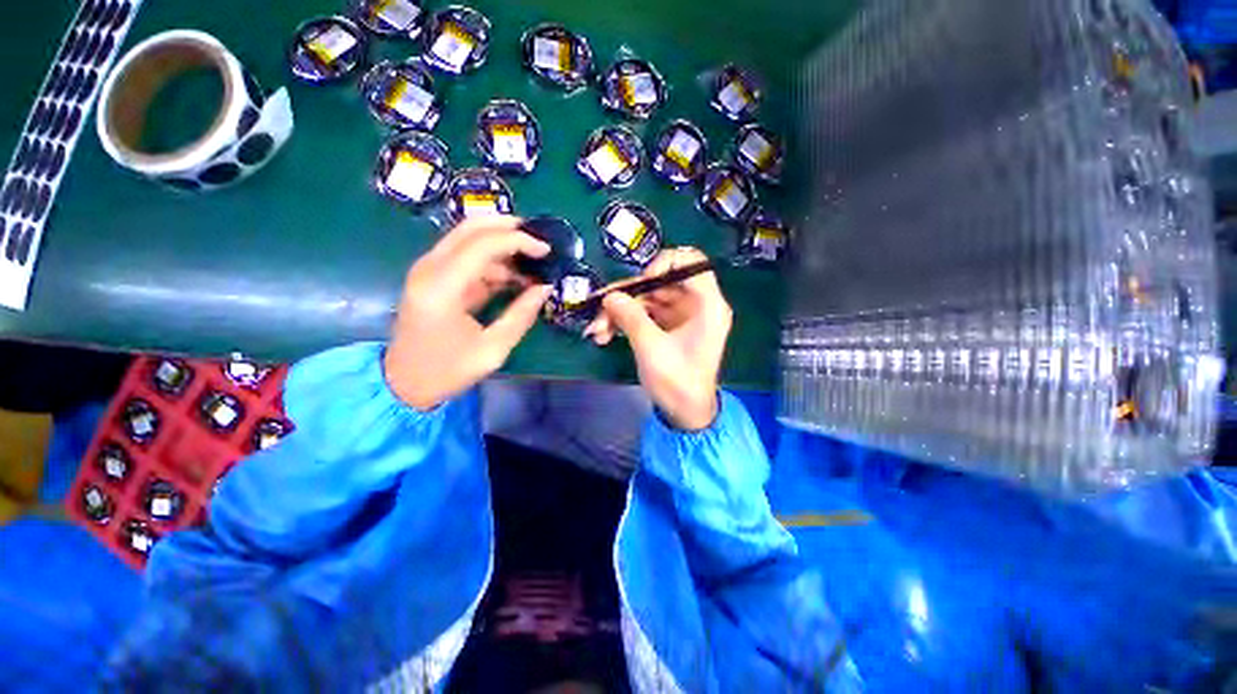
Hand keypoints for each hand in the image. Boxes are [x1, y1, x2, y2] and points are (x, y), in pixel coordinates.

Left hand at [384, 216, 551, 410]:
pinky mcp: (432, 278)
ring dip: (502, 246)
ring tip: (532, 265)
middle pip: (470, 228)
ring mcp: (428, 270)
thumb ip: (521, 315)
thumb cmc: (447, 371)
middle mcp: (430, 269)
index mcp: (442, 287)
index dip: (519, 241)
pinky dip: (492, 261)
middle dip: (508, 228)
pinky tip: (514, 277)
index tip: (546, 250)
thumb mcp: (493, 349)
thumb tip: (545, 288)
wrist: (403, 384)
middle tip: (539, 241)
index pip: (483, 244)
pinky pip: (466, 257)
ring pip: (468, 239)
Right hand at [585, 247, 731, 430]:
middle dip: (627, 296)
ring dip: (620, 312)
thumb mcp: (651, 347)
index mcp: (707, 304)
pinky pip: (644, 314)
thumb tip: (609, 295)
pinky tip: (605, 335)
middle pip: (659, 283)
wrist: (685, 414)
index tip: (643, 282)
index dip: (665, 263)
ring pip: (647, 299)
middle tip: (600, 311)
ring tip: (597, 332)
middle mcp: (696, 304)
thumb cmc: (677, 381)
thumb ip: (630, 316)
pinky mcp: (667, 327)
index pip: (691, 262)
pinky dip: (625, 322)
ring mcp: (680, 315)